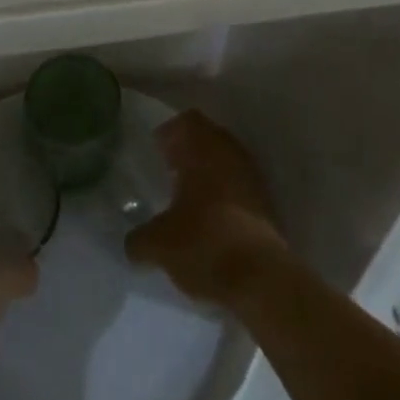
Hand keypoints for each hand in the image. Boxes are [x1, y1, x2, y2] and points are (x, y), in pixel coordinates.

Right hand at [125, 110, 290, 307]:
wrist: (260, 279)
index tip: (156, 149)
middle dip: (190, 151)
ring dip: (209, 173)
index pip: (187, 121)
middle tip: (170, 170)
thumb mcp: (159, 245)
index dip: (170, 131)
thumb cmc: (203, 243)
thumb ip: (140, 239)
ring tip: (189, 197)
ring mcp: (252, 179)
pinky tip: (210, 219)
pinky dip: (225, 194)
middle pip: (209, 139)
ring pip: (227, 162)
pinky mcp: (267, 206)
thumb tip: (132, 244)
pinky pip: (240, 186)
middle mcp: (230, 155)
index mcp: (203, 150)